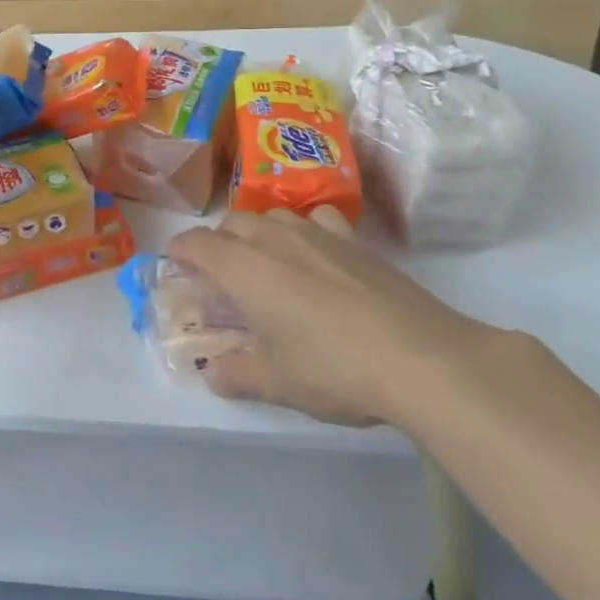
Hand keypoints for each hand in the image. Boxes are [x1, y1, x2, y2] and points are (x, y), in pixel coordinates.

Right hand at [167, 208, 500, 426]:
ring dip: (259, 233)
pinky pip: (317, 219)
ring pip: (272, 216)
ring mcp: (317, 233)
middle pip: (231, 222)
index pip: (194, 243)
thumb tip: (212, 374)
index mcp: (242, 267)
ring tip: (268, 264)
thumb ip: (235, 374)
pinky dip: (305, 230)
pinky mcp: (356, 242)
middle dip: (218, 242)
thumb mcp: (275, 382)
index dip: (179, 252)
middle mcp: (273, 238)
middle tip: (223, 277)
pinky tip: (318, 257)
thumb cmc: (332, 369)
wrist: (421, 358)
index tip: (177, 268)